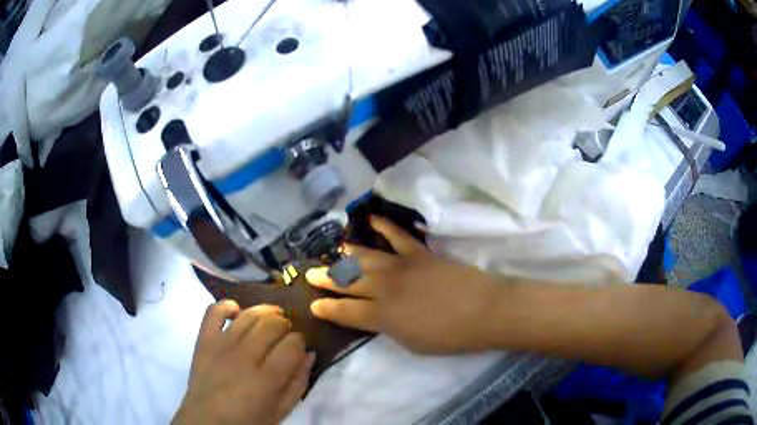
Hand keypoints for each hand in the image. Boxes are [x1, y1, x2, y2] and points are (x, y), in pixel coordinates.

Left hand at [172, 300, 314, 424]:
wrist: (207, 421)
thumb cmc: (248, 420)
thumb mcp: (281, 411)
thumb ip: (298, 383)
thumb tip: (309, 354)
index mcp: (267, 378)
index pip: (292, 344)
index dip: (300, 341)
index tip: (299, 347)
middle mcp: (245, 356)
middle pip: (272, 324)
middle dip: (285, 325)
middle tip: (285, 334)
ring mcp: (222, 344)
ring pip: (248, 314)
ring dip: (264, 311)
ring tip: (270, 318)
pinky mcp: (204, 339)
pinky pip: (213, 311)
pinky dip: (226, 305)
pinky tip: (237, 311)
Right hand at [306, 216, 500, 353]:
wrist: (484, 311)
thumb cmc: (449, 336)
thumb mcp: (411, 343)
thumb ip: (387, 328)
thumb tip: (373, 317)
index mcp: (382, 316)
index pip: (345, 311)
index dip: (327, 308)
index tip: (313, 304)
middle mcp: (385, 289)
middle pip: (349, 281)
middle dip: (328, 278)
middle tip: (312, 273)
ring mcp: (402, 267)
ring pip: (367, 258)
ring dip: (348, 255)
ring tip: (335, 251)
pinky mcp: (420, 254)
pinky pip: (398, 236)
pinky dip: (384, 225)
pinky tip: (371, 218)